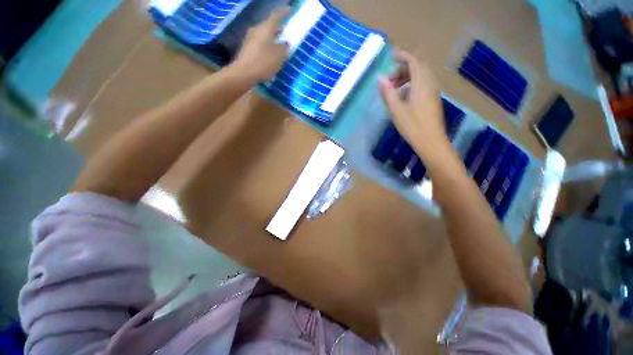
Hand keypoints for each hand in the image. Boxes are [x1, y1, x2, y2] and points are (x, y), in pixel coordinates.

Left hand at [232, 7, 290, 81]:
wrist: (243, 73)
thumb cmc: (263, 62)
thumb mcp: (279, 56)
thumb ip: (284, 48)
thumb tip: (285, 43)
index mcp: (265, 28)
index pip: (276, 16)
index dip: (283, 12)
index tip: (290, 9)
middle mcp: (256, 30)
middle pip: (269, 26)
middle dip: (278, 29)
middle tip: (286, 33)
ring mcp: (250, 39)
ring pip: (264, 35)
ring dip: (272, 39)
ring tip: (279, 46)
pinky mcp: (247, 49)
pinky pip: (260, 44)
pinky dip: (267, 46)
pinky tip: (270, 55)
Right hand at [378, 50, 448, 156]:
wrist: (431, 141)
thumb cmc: (412, 126)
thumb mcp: (396, 110)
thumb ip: (388, 93)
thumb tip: (380, 79)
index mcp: (421, 84)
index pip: (414, 62)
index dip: (403, 56)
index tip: (392, 55)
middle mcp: (430, 84)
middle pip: (418, 67)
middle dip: (403, 68)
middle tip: (390, 79)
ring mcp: (433, 92)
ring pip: (421, 76)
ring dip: (408, 77)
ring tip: (395, 88)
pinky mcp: (433, 100)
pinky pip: (423, 85)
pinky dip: (412, 84)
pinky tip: (404, 96)